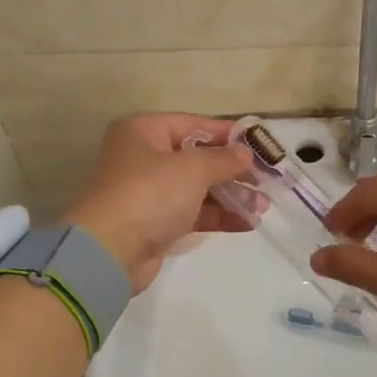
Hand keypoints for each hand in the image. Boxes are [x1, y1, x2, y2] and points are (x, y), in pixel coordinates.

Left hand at [64, 114, 253, 291]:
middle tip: (267, 180)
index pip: (195, 125)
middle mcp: (145, 157)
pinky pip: (194, 213)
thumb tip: (246, 154)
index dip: (228, 135)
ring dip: (232, 196)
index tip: (260, 145)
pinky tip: (248, 222)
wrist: (110, 252)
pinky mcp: (156, 222)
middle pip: (198, 158)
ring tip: (264, 206)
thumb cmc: (150, 194)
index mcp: (144, 131)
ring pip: (199, 188)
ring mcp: (150, 192)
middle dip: (234, 170)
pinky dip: (219, 215)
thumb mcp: (193, 168)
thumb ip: (225, 158)